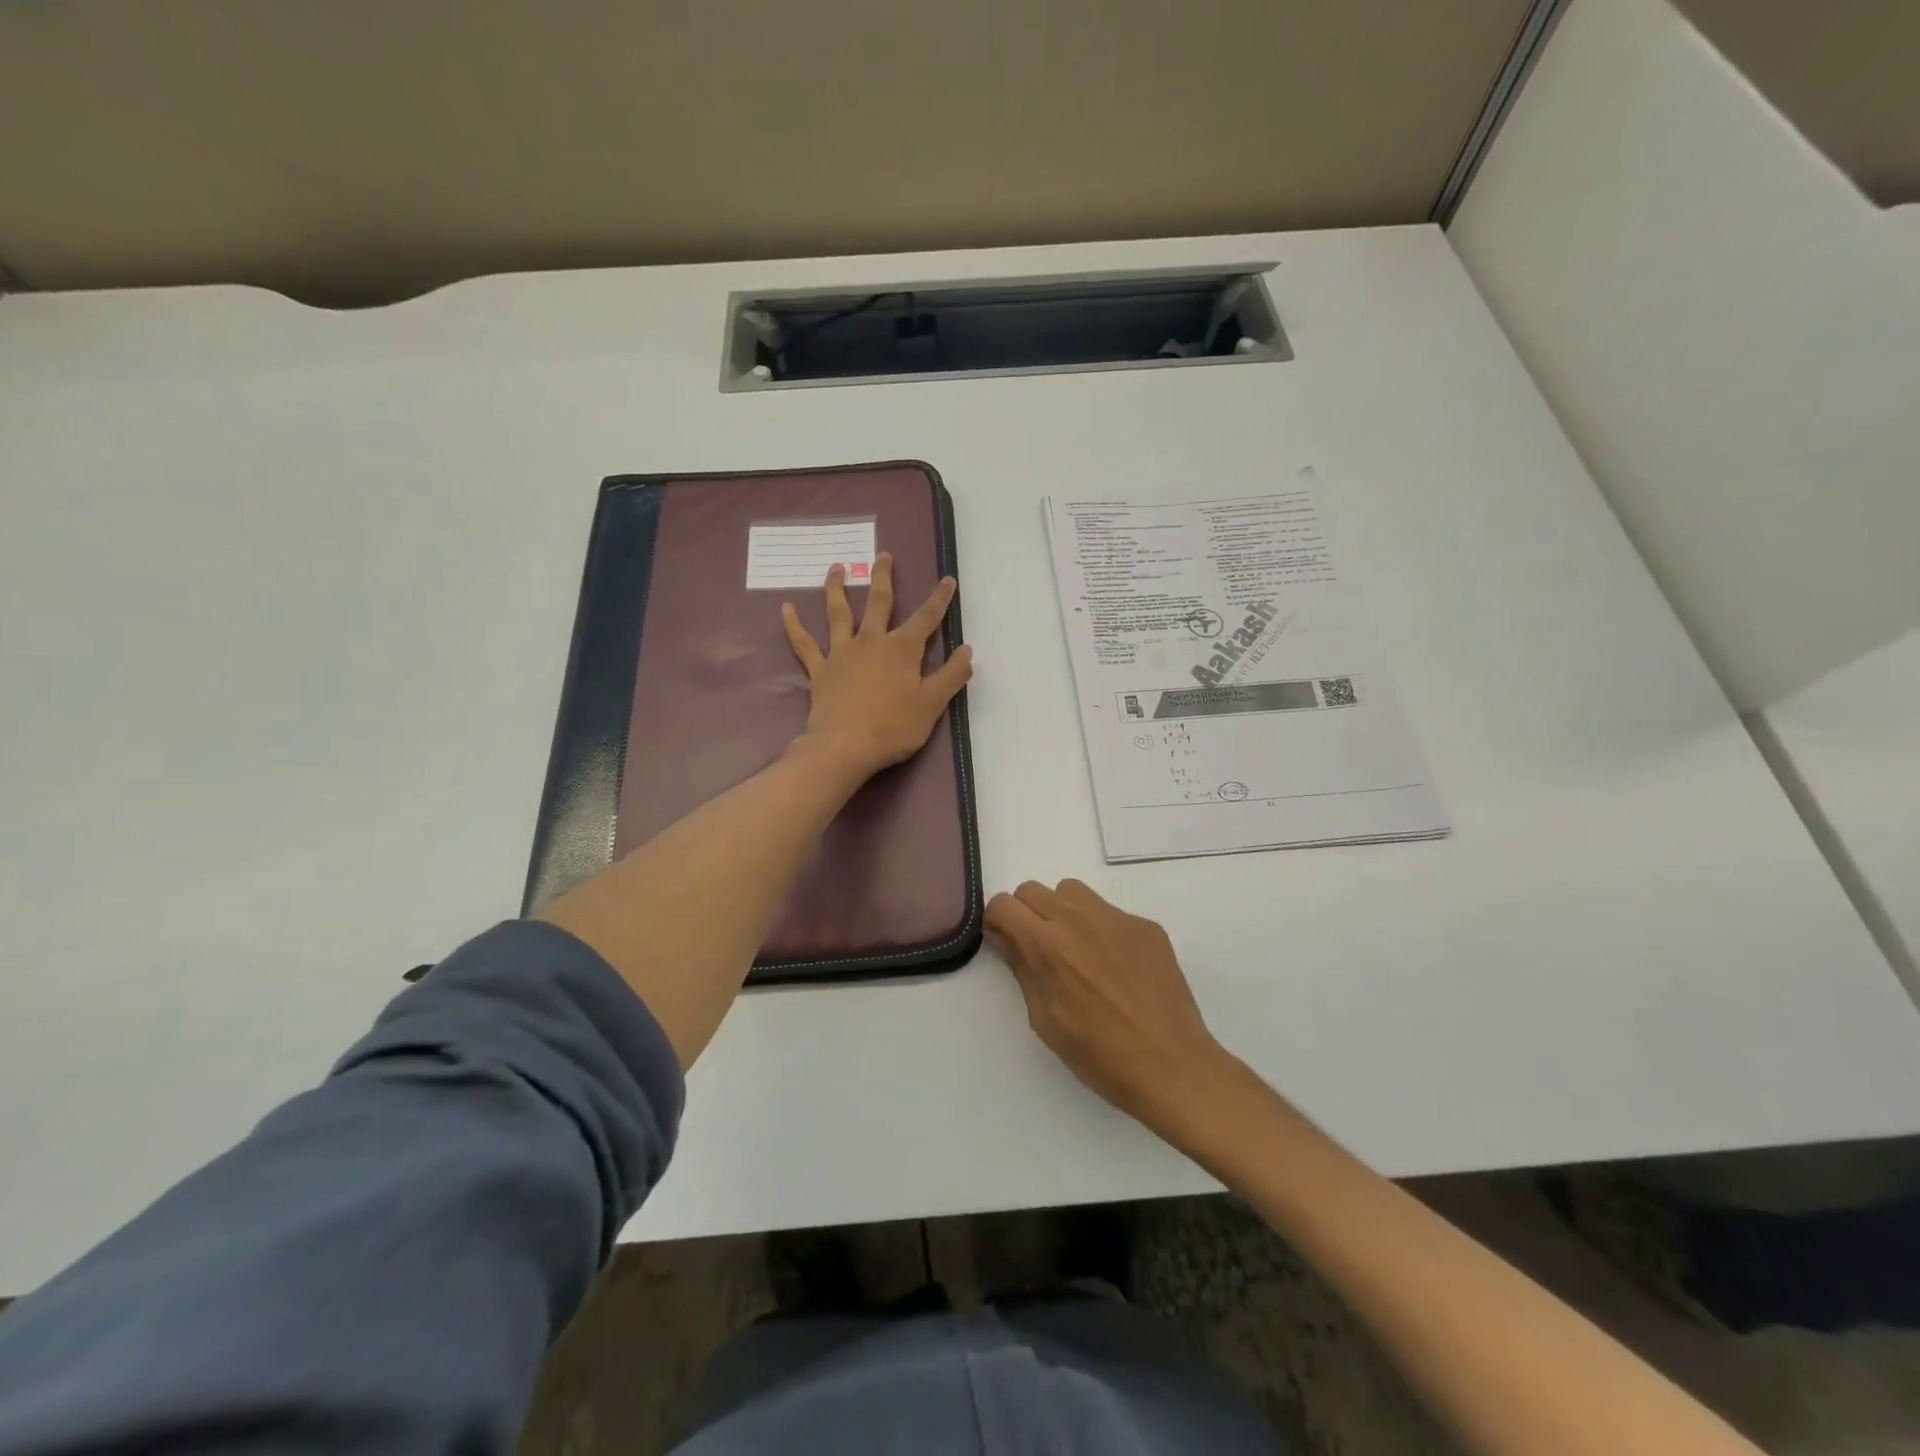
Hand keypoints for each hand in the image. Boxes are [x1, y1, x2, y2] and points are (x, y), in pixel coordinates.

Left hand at [781, 554, 973, 779]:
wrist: (844, 748)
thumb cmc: (893, 727)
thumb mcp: (932, 704)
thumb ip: (951, 675)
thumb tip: (967, 650)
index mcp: (902, 649)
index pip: (926, 618)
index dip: (939, 599)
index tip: (947, 579)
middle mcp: (871, 641)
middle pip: (878, 602)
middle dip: (883, 577)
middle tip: (883, 555)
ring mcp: (841, 653)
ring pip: (838, 613)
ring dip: (836, 588)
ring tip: (835, 567)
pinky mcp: (820, 670)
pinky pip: (804, 644)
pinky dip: (794, 625)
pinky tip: (785, 608)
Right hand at [986, 879, 1234, 1136]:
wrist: (1171, 1065)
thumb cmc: (1099, 1054)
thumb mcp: (1045, 1019)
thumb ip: (1023, 969)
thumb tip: (1007, 939)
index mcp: (1047, 945)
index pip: (1003, 904)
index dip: (997, 922)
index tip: (1006, 944)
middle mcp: (1078, 919)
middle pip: (1033, 890)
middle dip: (1026, 914)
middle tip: (1037, 948)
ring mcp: (1116, 918)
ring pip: (1071, 891)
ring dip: (1061, 911)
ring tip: (1075, 949)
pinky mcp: (1145, 925)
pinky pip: (1109, 912)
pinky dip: (1100, 928)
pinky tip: (1115, 966)